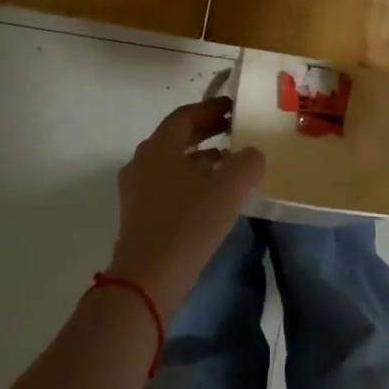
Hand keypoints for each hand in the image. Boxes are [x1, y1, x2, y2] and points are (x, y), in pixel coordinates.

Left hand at [108, 99, 265, 314]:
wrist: (147, 280)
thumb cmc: (188, 224)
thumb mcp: (228, 189)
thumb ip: (246, 163)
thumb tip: (251, 154)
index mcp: (158, 147)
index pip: (186, 115)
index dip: (212, 108)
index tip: (235, 108)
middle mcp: (142, 162)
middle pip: (177, 138)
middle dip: (207, 132)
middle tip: (236, 130)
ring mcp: (137, 191)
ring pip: (173, 163)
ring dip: (201, 159)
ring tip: (231, 164)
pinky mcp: (139, 216)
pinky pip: (169, 186)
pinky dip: (191, 181)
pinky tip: (213, 196)